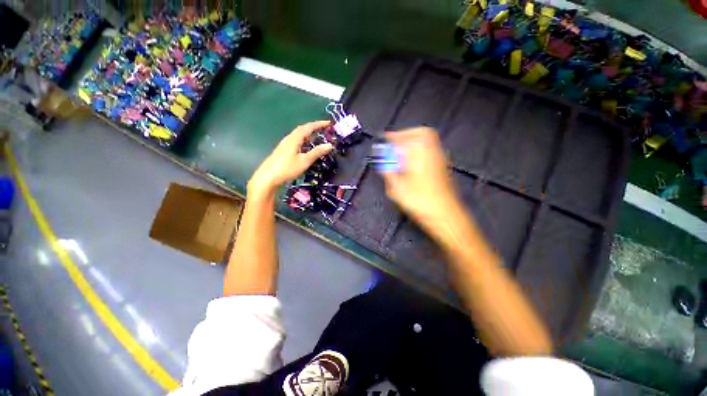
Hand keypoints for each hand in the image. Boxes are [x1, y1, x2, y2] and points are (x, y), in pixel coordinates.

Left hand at [248, 120, 332, 197]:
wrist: (268, 178)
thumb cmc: (287, 168)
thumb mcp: (305, 161)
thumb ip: (317, 152)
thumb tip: (329, 145)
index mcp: (294, 139)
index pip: (308, 127)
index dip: (318, 124)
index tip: (328, 123)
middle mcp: (289, 139)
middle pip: (302, 129)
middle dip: (313, 128)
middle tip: (323, 129)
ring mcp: (284, 145)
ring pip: (298, 136)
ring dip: (308, 134)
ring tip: (317, 137)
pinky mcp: (283, 151)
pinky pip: (296, 142)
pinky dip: (303, 141)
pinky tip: (305, 148)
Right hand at [381, 127, 463, 229]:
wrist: (445, 214)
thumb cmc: (420, 202)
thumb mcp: (397, 189)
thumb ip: (389, 174)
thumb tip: (384, 166)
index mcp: (419, 156)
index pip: (406, 138)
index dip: (394, 136)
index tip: (386, 138)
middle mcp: (432, 153)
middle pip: (422, 133)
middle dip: (407, 134)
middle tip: (396, 143)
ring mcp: (441, 159)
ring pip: (429, 141)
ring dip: (414, 142)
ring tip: (402, 152)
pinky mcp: (444, 167)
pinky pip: (432, 150)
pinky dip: (421, 151)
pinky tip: (413, 163)